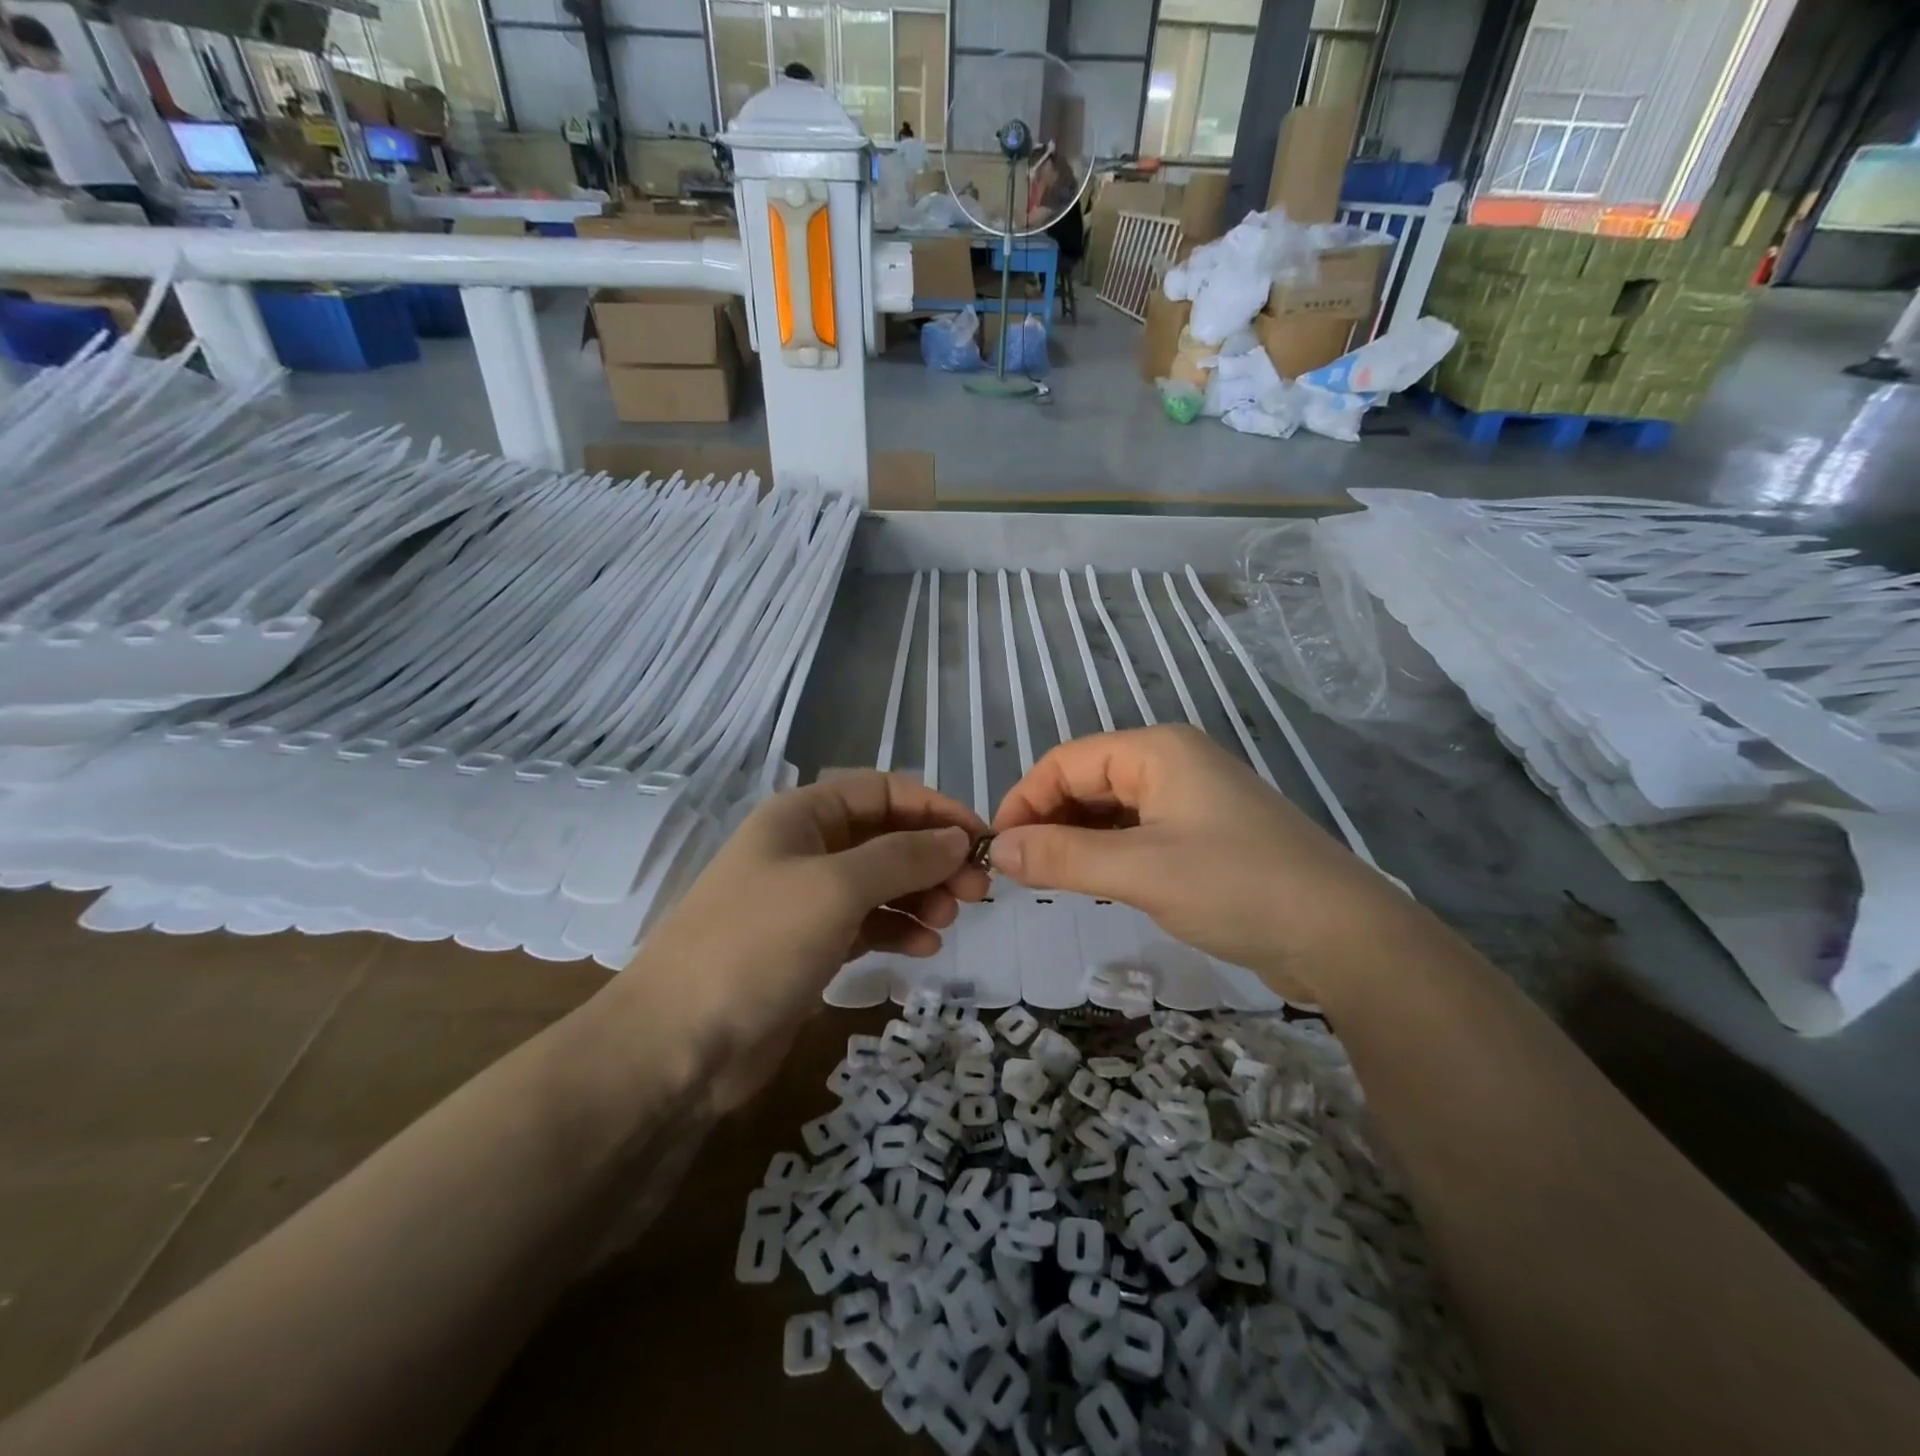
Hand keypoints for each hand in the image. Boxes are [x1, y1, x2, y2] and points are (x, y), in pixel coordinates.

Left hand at [622, 773, 988, 1106]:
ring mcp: (806, 900)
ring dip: (920, 895)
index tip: (981, 839)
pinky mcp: (809, 947)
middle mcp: (805, 848)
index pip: (883, 791)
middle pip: (885, 837)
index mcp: (802, 816)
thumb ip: (903, 856)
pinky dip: (898, 930)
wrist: (678, 1043)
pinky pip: (867, 924)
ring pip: (880, 883)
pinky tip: (925, 948)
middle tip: (977, 891)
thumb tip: (957, 838)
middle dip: (933, 858)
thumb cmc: (758, 944)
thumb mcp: (837, 887)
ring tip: (950, 919)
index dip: (934, 809)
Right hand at [990, 726, 1393, 997]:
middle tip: (1021, 873)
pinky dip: (1108, 853)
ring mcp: (1191, 800)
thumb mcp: (1140, 871)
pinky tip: (1094, 882)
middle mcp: (1172, 763)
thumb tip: (999, 851)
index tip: (999, 850)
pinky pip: (1137, 833)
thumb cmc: (1237, 887)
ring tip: (1050, 880)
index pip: (1066, 761)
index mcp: (1157, 751)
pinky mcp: (1204, 835)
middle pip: (1087, 780)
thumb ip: (1063, 856)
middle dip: (1049, 821)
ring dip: (1076, 839)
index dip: (1025, 801)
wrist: (1343, 937)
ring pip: (1111, 810)